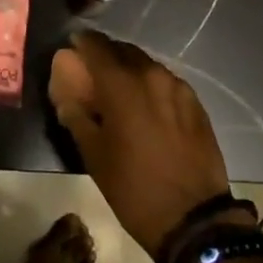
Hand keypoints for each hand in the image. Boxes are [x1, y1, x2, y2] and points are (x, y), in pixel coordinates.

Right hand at [48, 30, 232, 257]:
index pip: (96, 45)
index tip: (72, 50)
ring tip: (119, 90)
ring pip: (146, 64)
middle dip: (105, 56)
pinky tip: (146, 106)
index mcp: (122, 84)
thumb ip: (76, 115)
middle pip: (122, 50)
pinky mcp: (195, 102)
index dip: (81, 43)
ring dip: (129, 70)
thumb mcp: (93, 155)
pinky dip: (150, 84)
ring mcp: (178, 86)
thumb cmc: (134, 188)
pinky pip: (165, 81)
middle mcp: (151, 74)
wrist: (194, 218)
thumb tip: (67, 94)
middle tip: (93, 74)